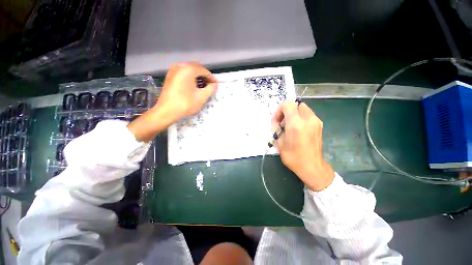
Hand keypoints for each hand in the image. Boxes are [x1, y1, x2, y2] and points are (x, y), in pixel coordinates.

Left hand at [128, 62, 216, 141]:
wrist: (167, 111)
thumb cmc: (186, 103)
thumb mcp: (202, 97)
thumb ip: (211, 89)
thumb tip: (214, 84)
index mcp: (189, 69)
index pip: (205, 71)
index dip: (212, 78)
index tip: (216, 85)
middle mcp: (180, 66)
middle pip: (197, 67)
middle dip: (205, 75)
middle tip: (210, 85)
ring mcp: (173, 70)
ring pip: (190, 69)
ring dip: (197, 76)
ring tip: (202, 86)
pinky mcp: (170, 75)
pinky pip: (183, 72)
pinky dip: (190, 76)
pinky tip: (193, 85)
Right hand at [272, 102, 334, 190]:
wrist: (312, 167)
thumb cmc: (293, 157)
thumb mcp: (280, 142)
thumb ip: (277, 128)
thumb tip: (276, 121)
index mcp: (296, 124)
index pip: (287, 104)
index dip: (279, 110)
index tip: (277, 120)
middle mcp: (308, 119)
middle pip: (296, 104)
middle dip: (287, 110)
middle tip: (283, 122)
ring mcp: (316, 121)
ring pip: (303, 108)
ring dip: (294, 113)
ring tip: (290, 126)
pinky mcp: (320, 125)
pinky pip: (308, 115)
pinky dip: (301, 117)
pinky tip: (298, 129)